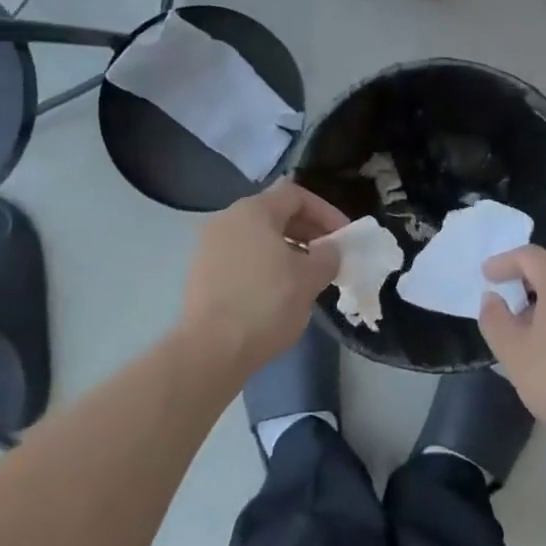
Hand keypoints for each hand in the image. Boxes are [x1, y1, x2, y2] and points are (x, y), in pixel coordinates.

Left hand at [180, 180, 346, 375]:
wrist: (210, 350)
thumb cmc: (266, 304)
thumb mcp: (310, 279)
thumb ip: (327, 256)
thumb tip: (329, 250)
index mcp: (253, 211)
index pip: (296, 195)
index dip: (325, 211)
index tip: (343, 236)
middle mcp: (227, 219)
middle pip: (275, 213)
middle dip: (307, 231)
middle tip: (329, 255)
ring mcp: (209, 246)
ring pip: (257, 237)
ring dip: (287, 249)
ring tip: (307, 275)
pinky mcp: (201, 273)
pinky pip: (241, 257)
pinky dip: (264, 265)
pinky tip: (278, 291)